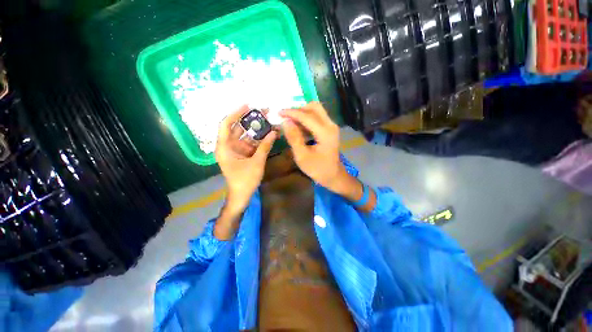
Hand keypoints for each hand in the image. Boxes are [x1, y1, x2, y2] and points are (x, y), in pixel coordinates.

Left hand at [216, 105, 277, 213]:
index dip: (236, 113)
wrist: (242, 195)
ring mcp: (237, 150)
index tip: (248, 105)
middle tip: (265, 112)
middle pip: (239, 128)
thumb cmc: (245, 180)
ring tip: (271, 122)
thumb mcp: (256, 162)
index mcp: (225, 147)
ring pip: (247, 135)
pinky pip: (252, 143)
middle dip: (252, 120)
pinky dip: (260, 140)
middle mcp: (229, 146)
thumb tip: (274, 132)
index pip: (227, 124)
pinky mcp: (244, 154)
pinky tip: (271, 135)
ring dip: (259, 130)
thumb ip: (265, 146)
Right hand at [280, 102, 347, 192]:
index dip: (292, 113)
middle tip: (286, 117)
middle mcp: (330, 125)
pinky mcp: (330, 129)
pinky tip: (298, 128)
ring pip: (316, 111)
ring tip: (290, 122)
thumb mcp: (302, 156)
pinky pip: (317, 118)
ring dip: (302, 113)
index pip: (307, 116)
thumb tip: (285, 121)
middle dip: (298, 109)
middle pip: (314, 107)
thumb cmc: (317, 169)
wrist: (333, 176)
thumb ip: (294, 138)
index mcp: (325, 132)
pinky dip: (307, 119)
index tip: (279, 112)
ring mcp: (331, 126)